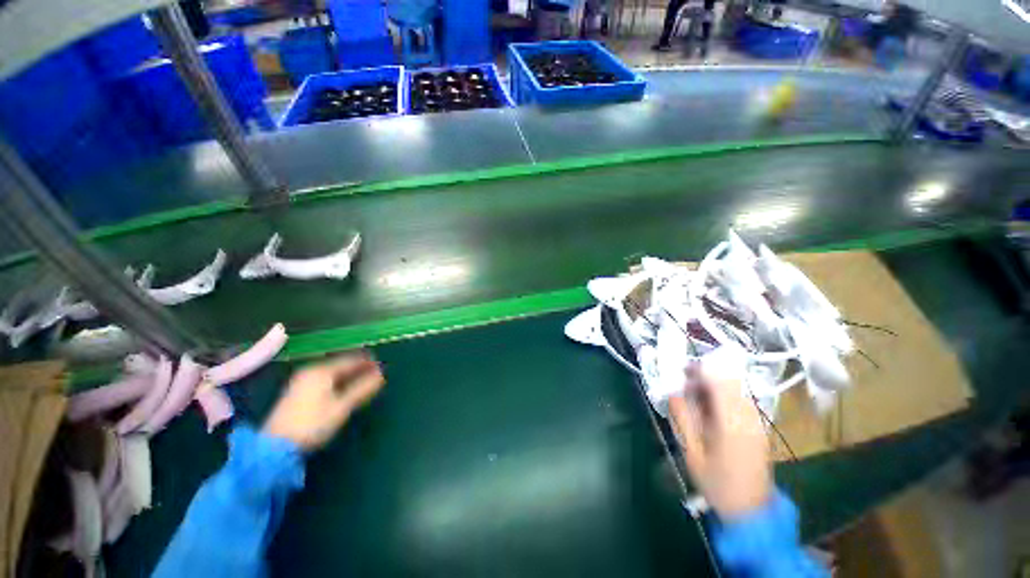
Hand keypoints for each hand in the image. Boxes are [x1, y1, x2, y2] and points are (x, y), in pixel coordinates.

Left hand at [262, 351, 384, 451]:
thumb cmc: (312, 424)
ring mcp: (301, 381)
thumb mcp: (342, 406)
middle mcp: (310, 371)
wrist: (274, 448)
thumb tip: (381, 374)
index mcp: (322, 371)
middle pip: (340, 365)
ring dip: (348, 374)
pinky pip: (323, 379)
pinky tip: (342, 387)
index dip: (367, 362)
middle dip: (358, 367)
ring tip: (362, 379)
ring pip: (331, 372)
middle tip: (374, 371)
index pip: (350, 361)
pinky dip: (337, 380)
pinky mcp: (296, 393)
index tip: (381, 364)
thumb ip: (362, 388)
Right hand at [667, 355, 771, 520]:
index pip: (719, 383)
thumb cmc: (717, 483)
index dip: (700, 370)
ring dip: (714, 386)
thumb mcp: (692, 452)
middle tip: (685, 382)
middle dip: (705, 376)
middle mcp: (749, 418)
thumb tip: (672, 391)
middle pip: (729, 382)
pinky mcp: (759, 427)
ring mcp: (757, 422)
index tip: (681, 368)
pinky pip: (740, 400)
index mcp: (732, 424)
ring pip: (735, 389)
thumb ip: (682, 418)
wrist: (751, 510)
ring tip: (694, 396)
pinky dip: (723, 396)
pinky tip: (710, 408)